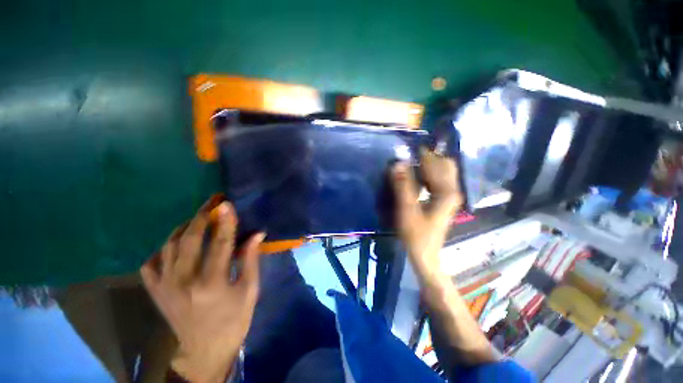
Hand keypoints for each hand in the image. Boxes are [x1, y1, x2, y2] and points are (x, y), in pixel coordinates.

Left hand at [140, 196, 265, 382]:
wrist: (205, 350)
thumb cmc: (234, 319)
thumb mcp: (250, 290)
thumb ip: (251, 259)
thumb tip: (257, 234)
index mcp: (212, 283)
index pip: (220, 243)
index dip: (225, 221)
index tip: (226, 204)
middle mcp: (184, 281)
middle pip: (189, 239)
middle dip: (202, 216)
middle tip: (212, 202)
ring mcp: (165, 286)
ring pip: (168, 246)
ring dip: (183, 228)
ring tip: (198, 219)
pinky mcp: (155, 292)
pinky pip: (150, 263)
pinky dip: (161, 249)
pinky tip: (174, 245)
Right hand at [391, 149, 463, 281]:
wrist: (425, 254)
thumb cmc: (416, 234)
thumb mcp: (407, 209)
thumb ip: (403, 185)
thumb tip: (397, 163)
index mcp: (447, 192)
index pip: (437, 164)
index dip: (423, 155)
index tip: (408, 148)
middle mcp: (453, 191)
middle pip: (445, 165)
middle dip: (428, 158)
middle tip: (409, 157)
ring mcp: (450, 196)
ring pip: (443, 172)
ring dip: (428, 165)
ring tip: (410, 164)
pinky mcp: (444, 200)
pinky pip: (439, 180)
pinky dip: (428, 174)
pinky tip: (416, 176)